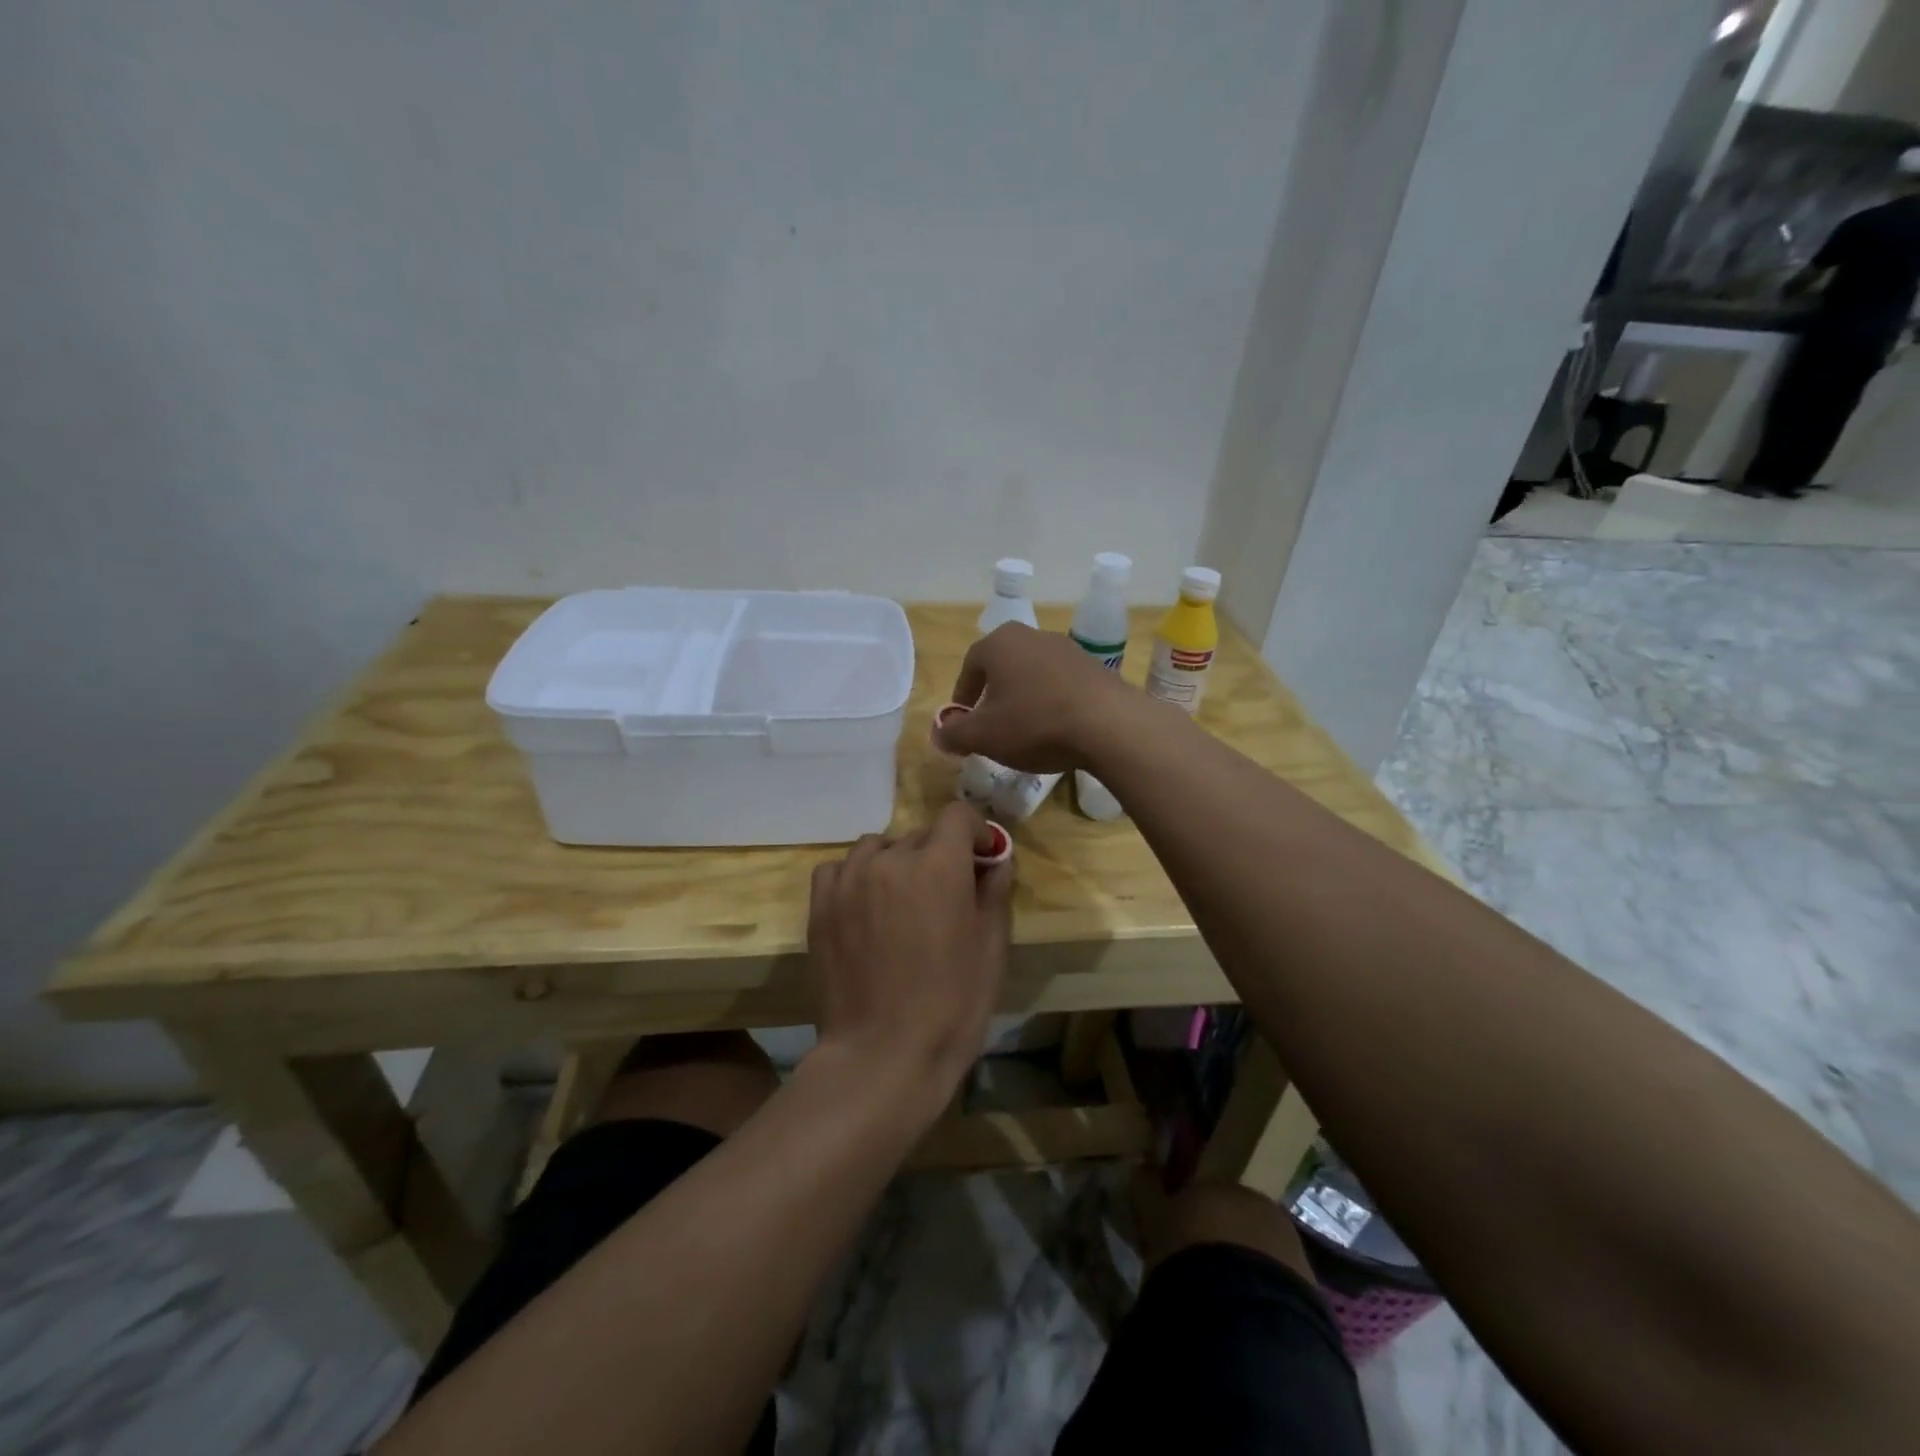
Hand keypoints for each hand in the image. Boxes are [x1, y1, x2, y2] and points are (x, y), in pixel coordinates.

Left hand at [804, 802, 1013, 1121]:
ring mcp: (850, 880)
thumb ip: (994, 891)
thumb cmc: (952, 1004)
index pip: (957, 815)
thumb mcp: (991, 948)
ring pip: (878, 847)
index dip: (975, 832)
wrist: (883, 1055)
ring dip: (896, 861)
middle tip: (947, 894)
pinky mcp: (821, 904)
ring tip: (903, 900)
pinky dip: (856, 875)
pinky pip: (839, 868)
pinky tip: (866, 905)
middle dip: (940, 855)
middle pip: (920, 834)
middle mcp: (891, 859)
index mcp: (938, 864)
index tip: (982, 859)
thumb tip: (996, 860)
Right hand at [933, 624, 1137, 773]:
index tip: (964, 722)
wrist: (1108, 724)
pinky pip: (1061, 684)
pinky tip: (1057, 728)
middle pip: (1003, 666)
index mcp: (999, 643)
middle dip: (994, 695)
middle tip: (992, 726)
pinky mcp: (1094, 667)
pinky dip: (1052, 702)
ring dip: (1024, 698)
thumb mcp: (983, 736)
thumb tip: (939, 733)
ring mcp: (1067, 648)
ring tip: (1025, 730)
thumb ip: (954, 733)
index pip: (970, 665)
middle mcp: (1032, 636)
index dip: (963, 695)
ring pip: (1033, 674)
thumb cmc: (1034, 724)